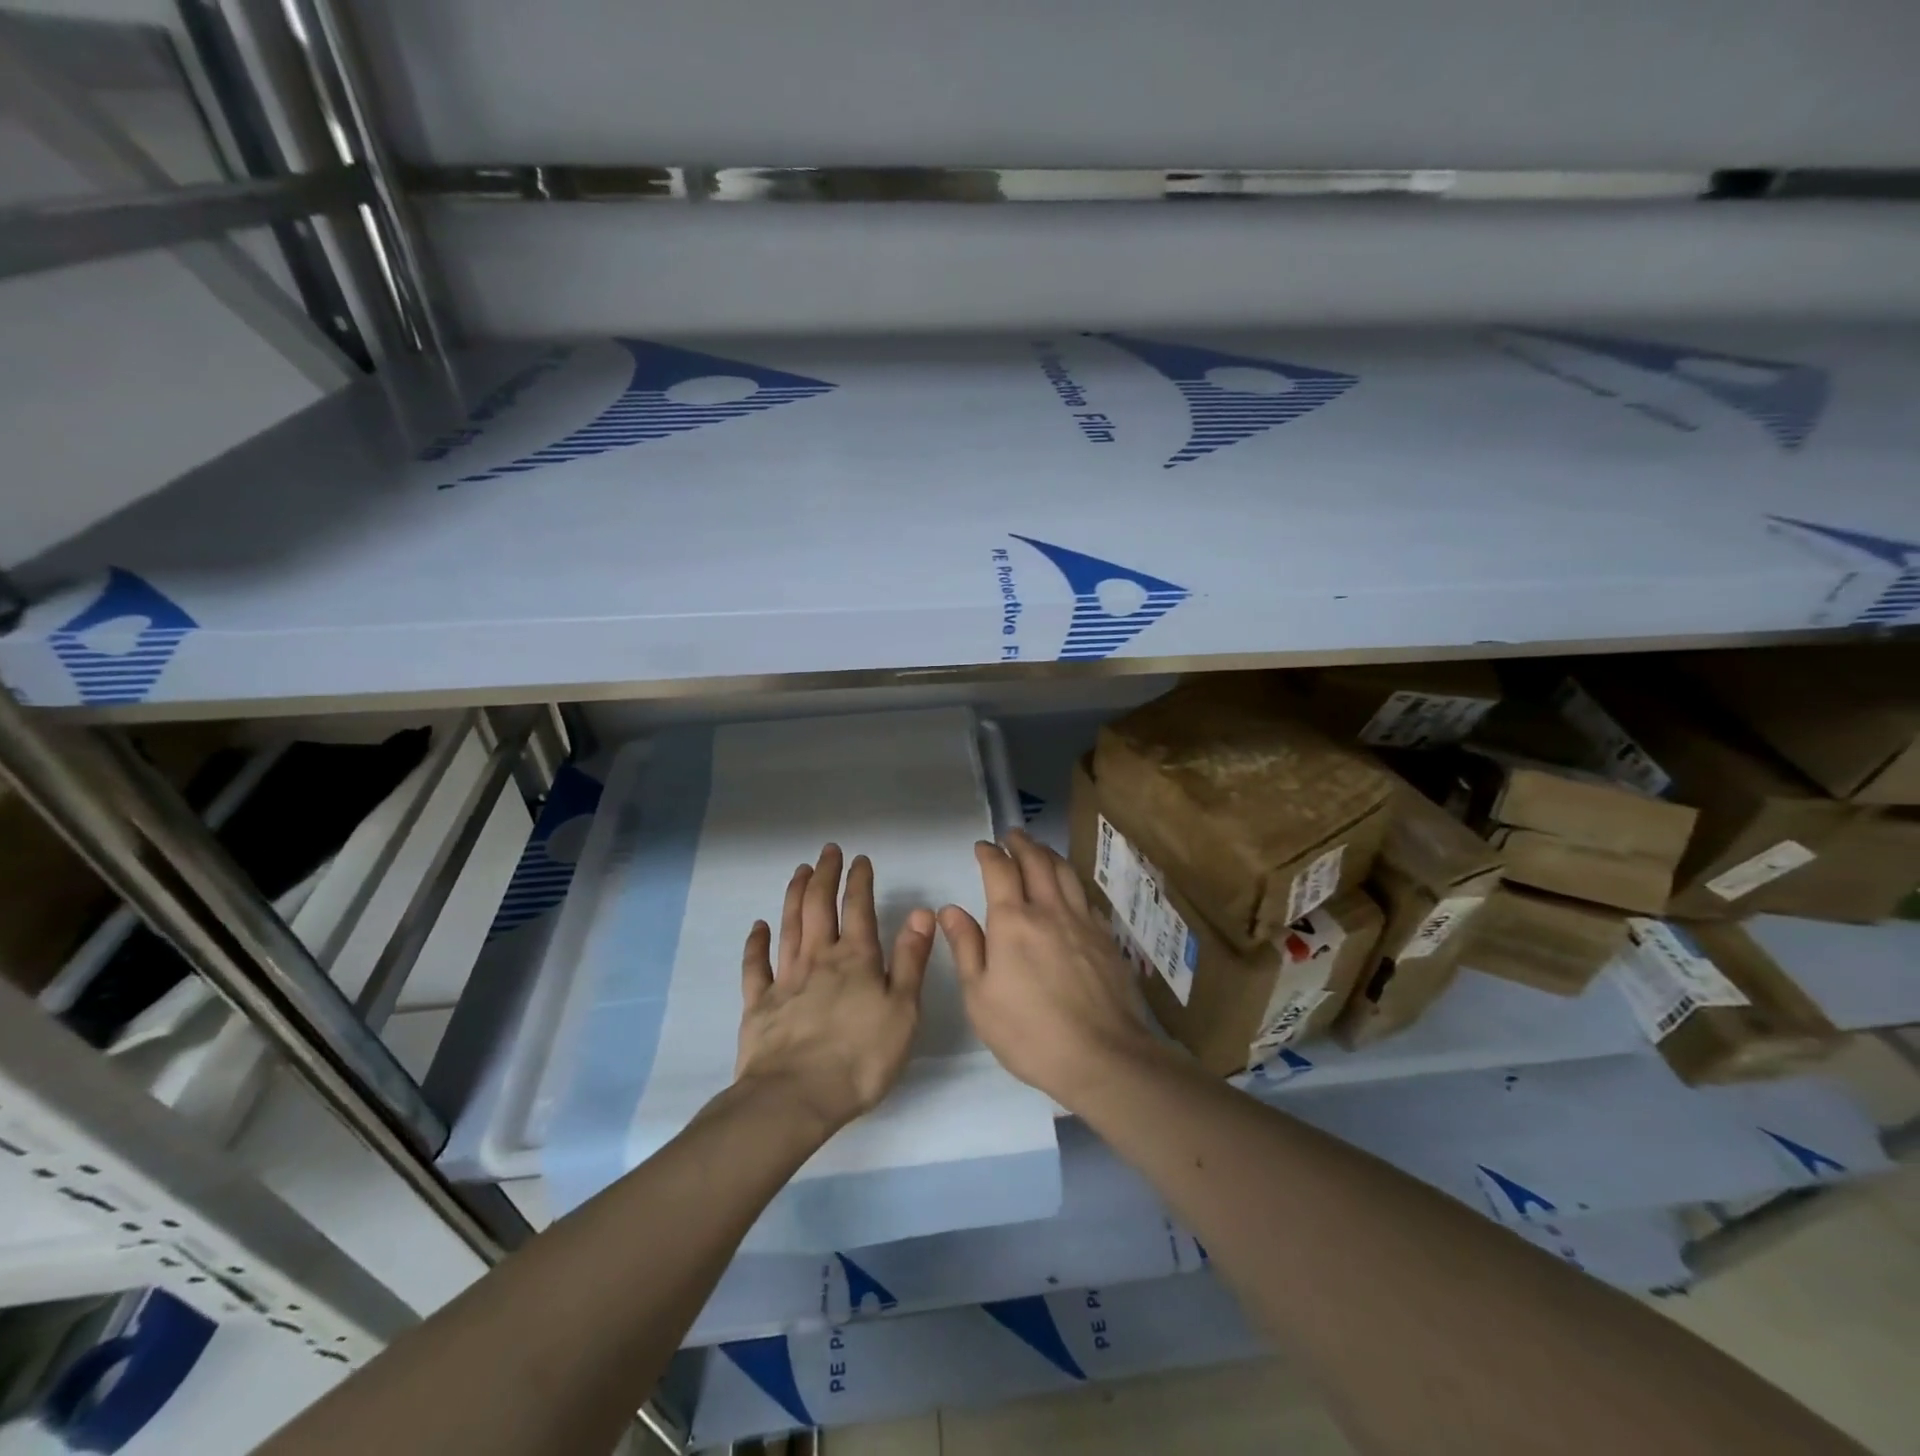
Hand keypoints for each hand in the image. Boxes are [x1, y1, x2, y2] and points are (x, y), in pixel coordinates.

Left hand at [737, 844, 932, 1135]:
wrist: (796, 1097)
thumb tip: (921, 913)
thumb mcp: (903, 1010)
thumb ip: (911, 960)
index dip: (859, 880)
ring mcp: (785, 980)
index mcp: (856, 959)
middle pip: (818, 906)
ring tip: (799, 871)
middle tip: (827, 851)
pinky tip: (758, 926)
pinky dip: (756, 943)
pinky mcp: (759, 1005)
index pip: (858, 908)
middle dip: (824, 875)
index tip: (860, 858)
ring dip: (794, 895)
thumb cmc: (861, 1057)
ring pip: (789, 926)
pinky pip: (755, 966)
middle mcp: (819, 959)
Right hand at [938, 829, 1164, 1108]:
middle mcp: (1049, 910)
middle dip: (1022, 843)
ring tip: (1040, 851)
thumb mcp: (980, 998)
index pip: (1000, 870)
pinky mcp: (1106, 939)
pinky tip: (1070, 892)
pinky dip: (1072, 884)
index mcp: (1013, 921)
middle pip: (1037, 861)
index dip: (989, 853)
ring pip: (1066, 873)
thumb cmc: (1029, 1032)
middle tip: (1012, 835)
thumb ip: (966, 947)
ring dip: (1049, 855)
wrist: (1103, 1056)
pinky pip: (1085, 897)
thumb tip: (950, 910)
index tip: (982, 846)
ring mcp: (1083, 922)